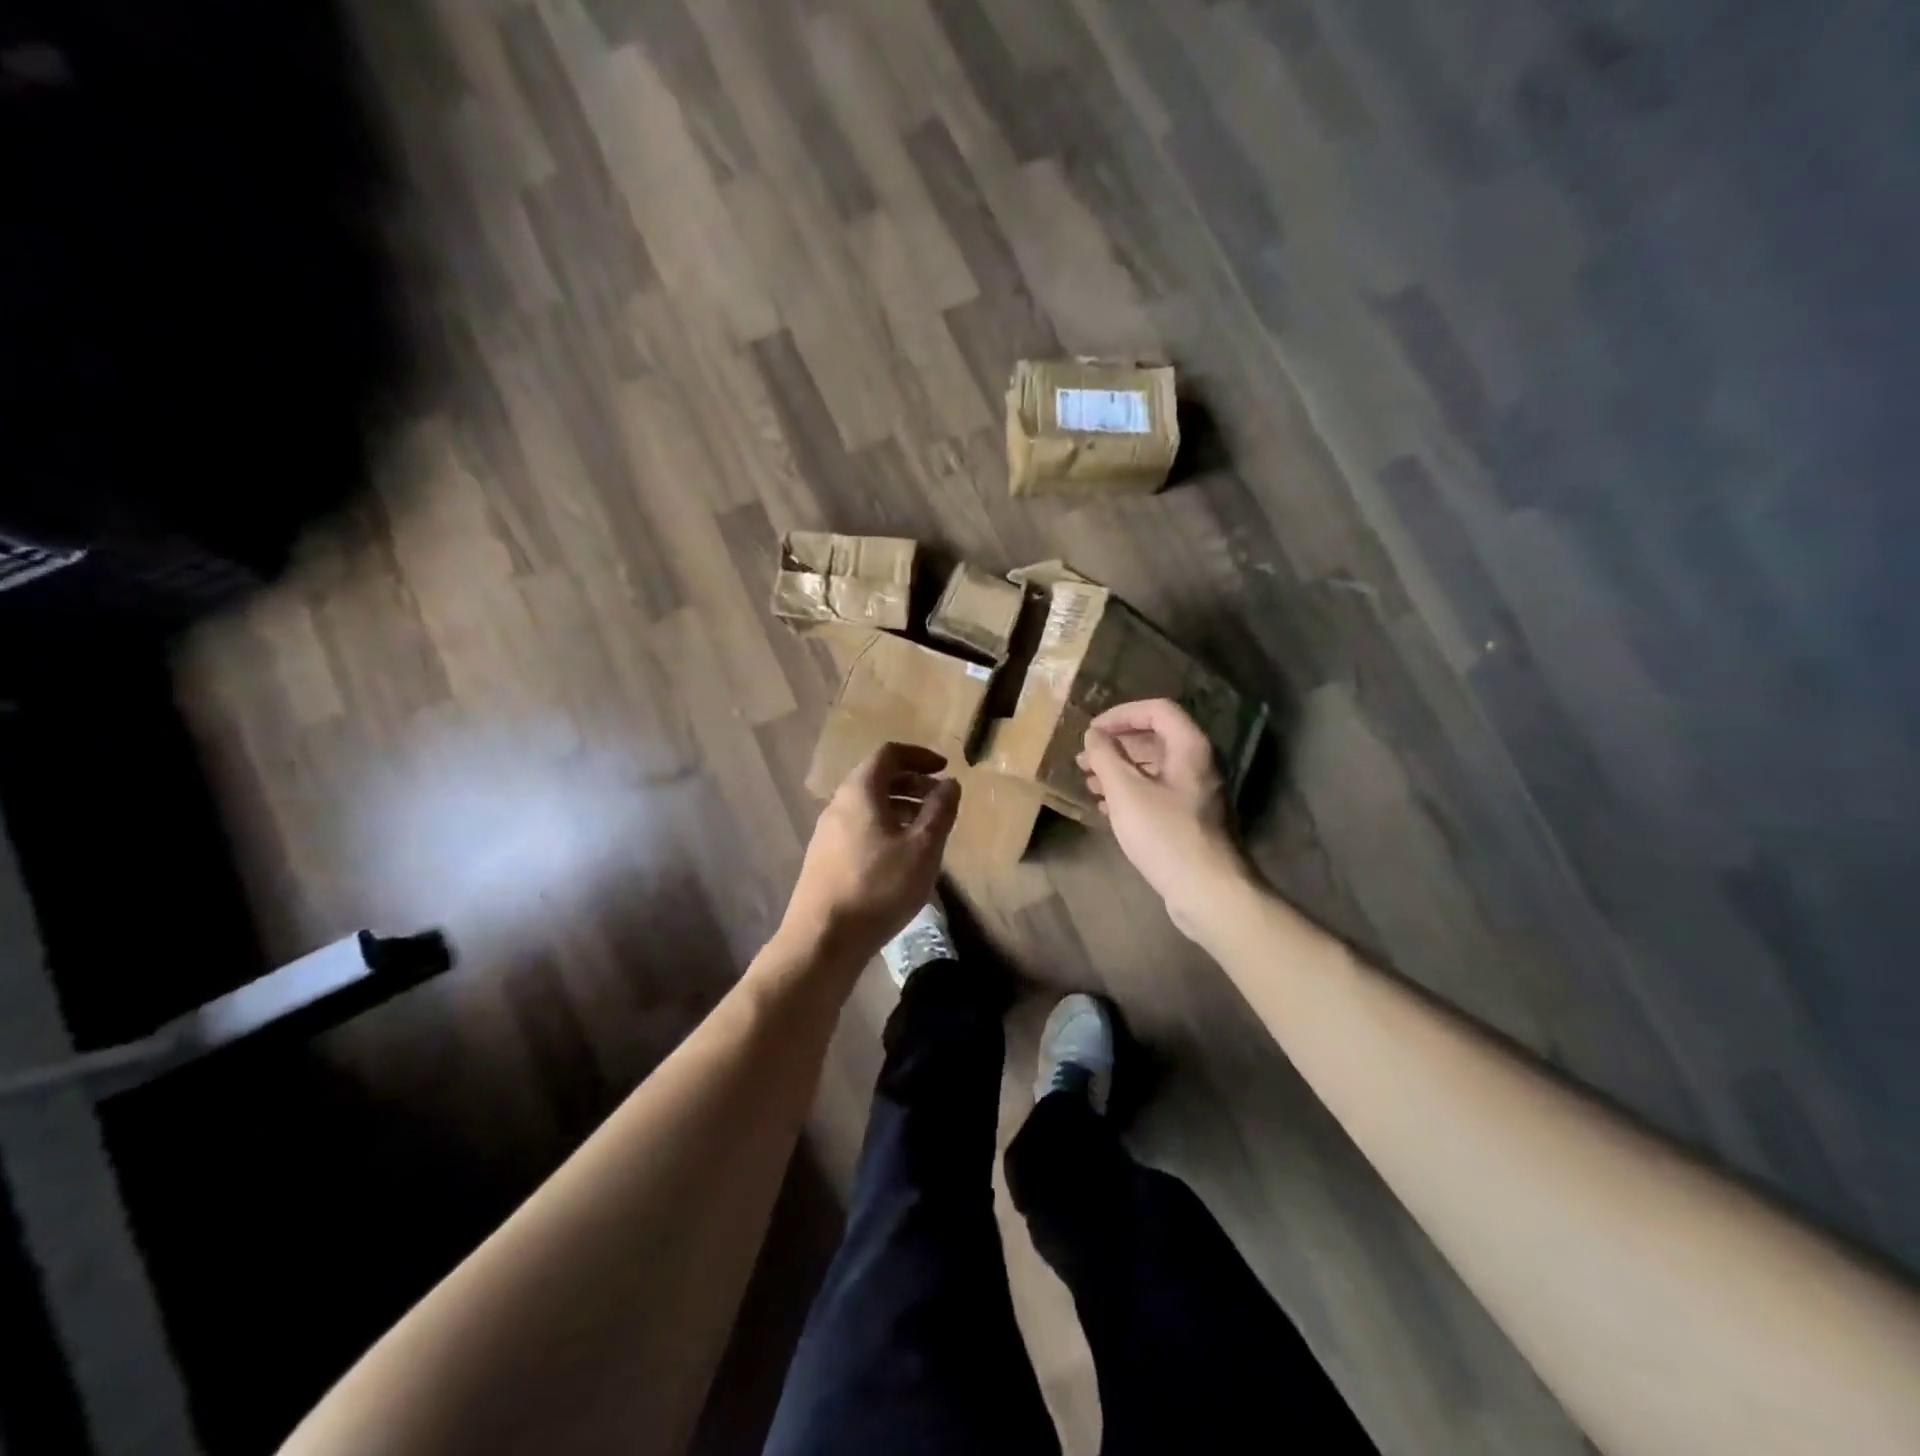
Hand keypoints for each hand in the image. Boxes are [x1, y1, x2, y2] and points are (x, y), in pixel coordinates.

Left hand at [779, 743, 960, 971]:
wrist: (822, 939)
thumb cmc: (878, 887)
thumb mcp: (922, 847)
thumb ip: (940, 811)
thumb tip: (949, 783)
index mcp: (860, 791)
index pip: (889, 753)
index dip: (919, 756)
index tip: (945, 769)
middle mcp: (838, 804)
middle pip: (877, 778)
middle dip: (912, 782)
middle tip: (940, 800)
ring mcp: (827, 832)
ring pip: (868, 806)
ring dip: (900, 807)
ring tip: (927, 830)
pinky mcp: (824, 858)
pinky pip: (860, 827)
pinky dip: (885, 827)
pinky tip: (901, 857)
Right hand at [1077, 699, 1250, 938]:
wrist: (1207, 890)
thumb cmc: (1165, 834)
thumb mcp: (1126, 791)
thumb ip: (1106, 757)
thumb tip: (1094, 735)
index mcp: (1190, 747)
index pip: (1157, 710)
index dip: (1122, 714)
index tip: (1092, 730)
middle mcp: (1198, 764)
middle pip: (1155, 738)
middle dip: (1116, 746)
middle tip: (1084, 759)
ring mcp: (1196, 793)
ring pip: (1154, 768)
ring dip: (1120, 771)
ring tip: (1089, 784)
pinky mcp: (1190, 818)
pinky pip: (1157, 793)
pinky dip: (1131, 793)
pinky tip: (1107, 809)